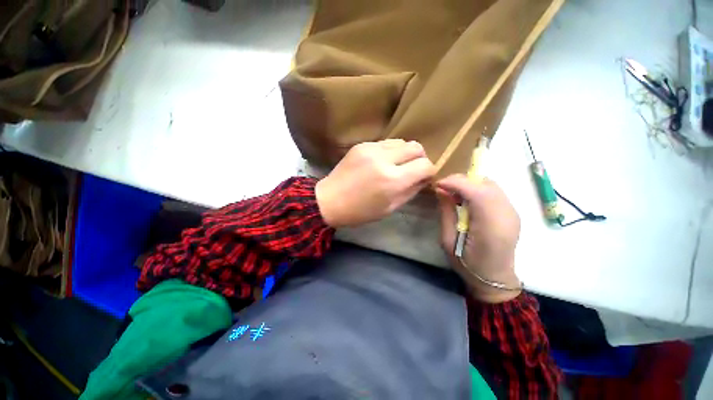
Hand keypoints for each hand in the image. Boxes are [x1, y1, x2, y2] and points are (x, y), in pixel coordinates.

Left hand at [316, 139, 435, 227]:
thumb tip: (424, 179)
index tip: (424, 177)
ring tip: (396, 165)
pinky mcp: (361, 145)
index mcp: (393, 180)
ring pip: (402, 142)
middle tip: (412, 170)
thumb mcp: (390, 208)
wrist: (330, 201)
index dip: (429, 171)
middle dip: (419, 158)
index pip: (425, 165)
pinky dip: (390, 152)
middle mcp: (384, 160)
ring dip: (404, 154)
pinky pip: (385, 143)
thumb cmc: (360, 212)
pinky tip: (381, 162)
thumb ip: (411, 191)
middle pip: (416, 147)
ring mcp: (371, 149)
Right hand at [436, 174, 521, 302]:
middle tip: (444, 188)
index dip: (456, 183)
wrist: (494, 278)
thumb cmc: (467, 264)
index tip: (438, 184)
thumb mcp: (448, 241)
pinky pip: (494, 191)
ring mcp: (513, 212)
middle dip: (461, 180)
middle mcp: (507, 215)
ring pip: (490, 184)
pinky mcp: (512, 212)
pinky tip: (467, 200)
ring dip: (470, 184)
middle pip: (485, 183)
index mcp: (491, 227)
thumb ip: (446, 213)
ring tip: (454, 193)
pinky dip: (477, 189)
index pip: (477, 192)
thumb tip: (441, 190)